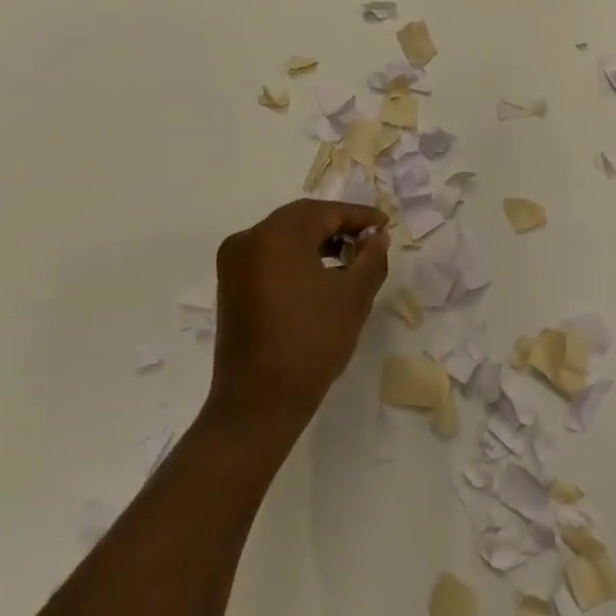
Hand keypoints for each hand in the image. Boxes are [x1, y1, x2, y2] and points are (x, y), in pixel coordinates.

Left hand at [208, 201, 390, 431]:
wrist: (258, 403)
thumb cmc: (311, 342)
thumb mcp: (353, 296)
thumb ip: (371, 257)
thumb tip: (377, 236)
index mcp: (276, 235)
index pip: (325, 212)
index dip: (359, 216)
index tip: (385, 224)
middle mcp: (248, 239)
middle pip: (301, 219)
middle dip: (338, 225)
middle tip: (370, 238)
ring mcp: (234, 263)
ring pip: (284, 237)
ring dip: (317, 241)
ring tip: (351, 258)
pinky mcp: (231, 286)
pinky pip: (269, 256)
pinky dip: (297, 257)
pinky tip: (322, 276)